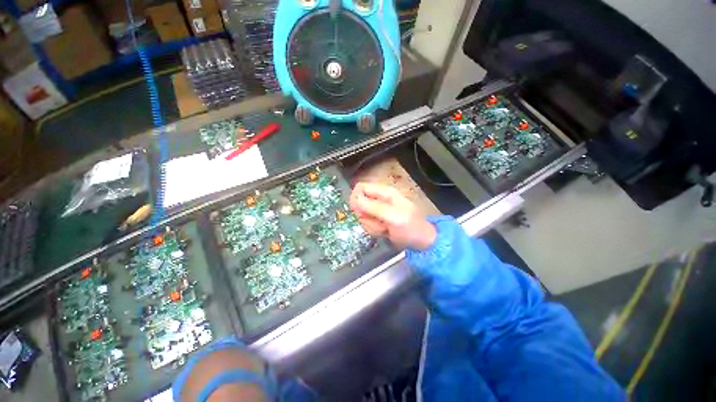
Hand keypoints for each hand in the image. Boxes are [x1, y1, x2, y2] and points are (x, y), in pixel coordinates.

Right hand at [349, 182, 436, 249]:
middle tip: (378, 222)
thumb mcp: (393, 217)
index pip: (361, 187)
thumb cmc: (411, 227)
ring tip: (385, 228)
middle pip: (359, 204)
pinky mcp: (378, 221)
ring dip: (371, 225)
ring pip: (362, 216)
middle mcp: (379, 200)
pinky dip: (374, 230)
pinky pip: (367, 224)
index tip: (358, 211)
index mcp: (385, 193)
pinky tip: (385, 232)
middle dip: (366, 216)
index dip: (355, 198)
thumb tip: (355, 200)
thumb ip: (374, 208)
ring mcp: (378, 211)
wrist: (421, 242)